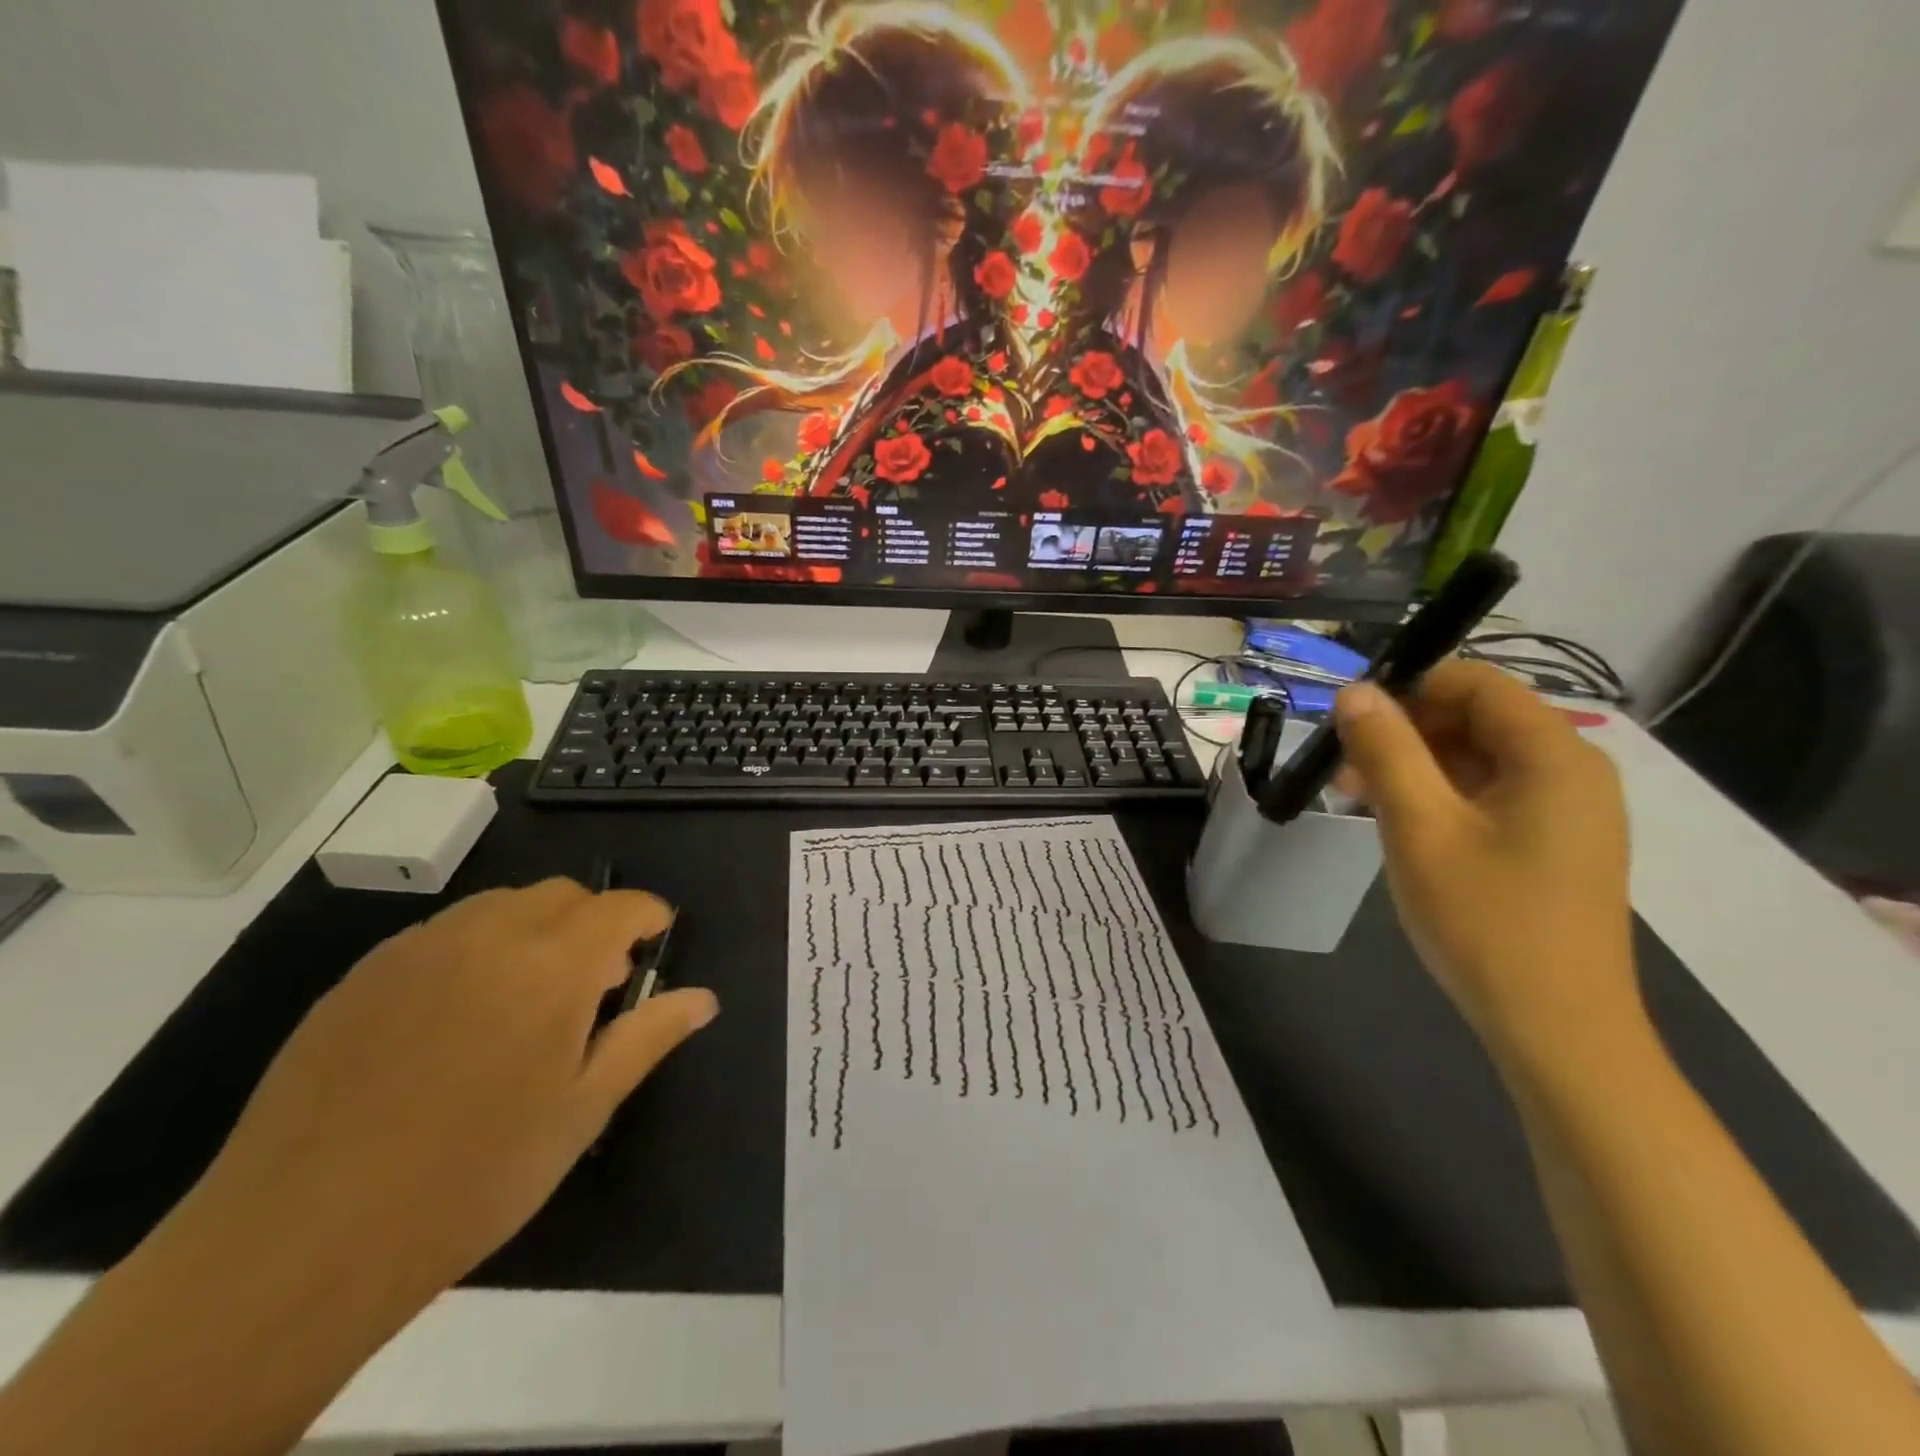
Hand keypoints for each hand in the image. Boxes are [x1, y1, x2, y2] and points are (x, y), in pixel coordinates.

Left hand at [185, 879, 716, 1303]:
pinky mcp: (361, 977)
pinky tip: (456, 1020)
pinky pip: (440, 935)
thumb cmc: (473, 1178)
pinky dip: (474, 950)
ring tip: (526, 1001)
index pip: (620, 907)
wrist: (299, 1243)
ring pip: (500, 905)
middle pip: (561, 896)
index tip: (655, 946)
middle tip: (593, 988)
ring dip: (534, 931)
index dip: (648, 917)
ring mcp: (416, 951)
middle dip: (593, 924)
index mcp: (552, 965)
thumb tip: (704, 998)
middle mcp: (488, 936)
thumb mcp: (581, 1111)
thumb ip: (648, 1038)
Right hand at [1333, 661, 1640, 1064]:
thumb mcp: (1420, 827)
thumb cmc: (1486, 920)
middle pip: (1477, 718)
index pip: (1477, 682)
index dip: (1409, 686)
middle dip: (1405, 730)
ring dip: (1414, 765)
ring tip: (1355, 795)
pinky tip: (1396, 822)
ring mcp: (1566, 811)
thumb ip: (1386, 750)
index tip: (1349, 717)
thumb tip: (1354, 691)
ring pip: (1477, 758)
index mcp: (1554, 755)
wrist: (1556, 1030)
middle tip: (1342, 764)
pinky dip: (1438, 796)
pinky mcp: (1552, 845)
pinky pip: (1488, 795)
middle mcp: (1571, 771)